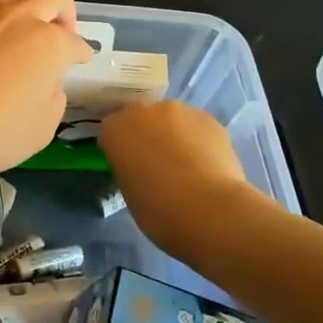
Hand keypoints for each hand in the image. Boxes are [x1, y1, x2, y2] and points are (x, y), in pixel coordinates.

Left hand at [0, 0, 93, 174]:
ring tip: (14, 25)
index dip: (79, 54)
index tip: (77, 62)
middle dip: (63, 13)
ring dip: (22, 3)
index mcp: (51, 45)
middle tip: (55, 34)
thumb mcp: (40, 131)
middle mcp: (22, 17)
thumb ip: (53, 100)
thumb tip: (47, 82)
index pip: (76, 44)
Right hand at [99, 101, 262, 253]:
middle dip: (148, 136)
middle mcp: (143, 111)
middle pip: (141, 119)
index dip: (122, 150)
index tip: (130, 168)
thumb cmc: (159, 211)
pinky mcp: (209, 118)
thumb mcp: (129, 193)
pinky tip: (208, 165)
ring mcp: (178, 111)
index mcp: (115, 129)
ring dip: (175, 136)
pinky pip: (197, 127)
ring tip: (189, 167)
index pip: (111, 131)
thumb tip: (144, 168)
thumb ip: (131, 169)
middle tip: (159, 166)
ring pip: (171, 120)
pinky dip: (199, 140)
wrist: (210, 211)